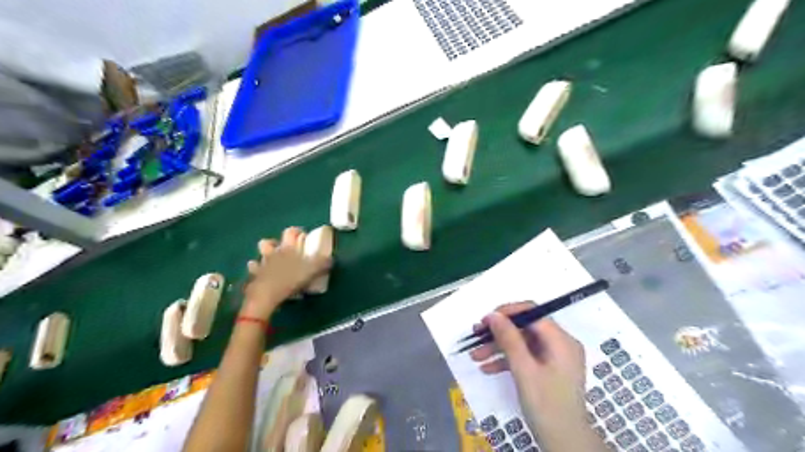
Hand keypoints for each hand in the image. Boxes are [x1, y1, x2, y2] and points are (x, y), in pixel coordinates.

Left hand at [245, 228, 332, 319]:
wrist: (266, 295)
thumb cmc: (290, 280)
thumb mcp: (312, 271)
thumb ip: (322, 263)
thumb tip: (331, 258)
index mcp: (287, 248)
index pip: (290, 232)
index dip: (296, 231)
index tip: (303, 235)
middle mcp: (273, 252)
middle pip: (269, 241)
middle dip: (275, 243)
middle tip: (284, 249)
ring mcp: (262, 263)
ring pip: (260, 254)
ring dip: (265, 255)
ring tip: (272, 260)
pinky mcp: (255, 275)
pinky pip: (254, 269)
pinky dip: (256, 269)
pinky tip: (260, 273)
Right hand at [474, 304, 603, 451]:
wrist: (565, 443)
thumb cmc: (546, 405)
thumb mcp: (524, 370)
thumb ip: (509, 339)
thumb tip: (493, 315)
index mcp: (561, 340)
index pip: (532, 312)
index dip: (507, 313)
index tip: (485, 320)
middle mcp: (559, 344)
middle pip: (525, 328)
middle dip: (499, 333)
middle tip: (476, 336)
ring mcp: (553, 357)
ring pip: (522, 343)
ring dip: (498, 348)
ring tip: (475, 356)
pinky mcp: (547, 369)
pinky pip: (525, 357)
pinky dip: (507, 361)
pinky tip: (487, 368)